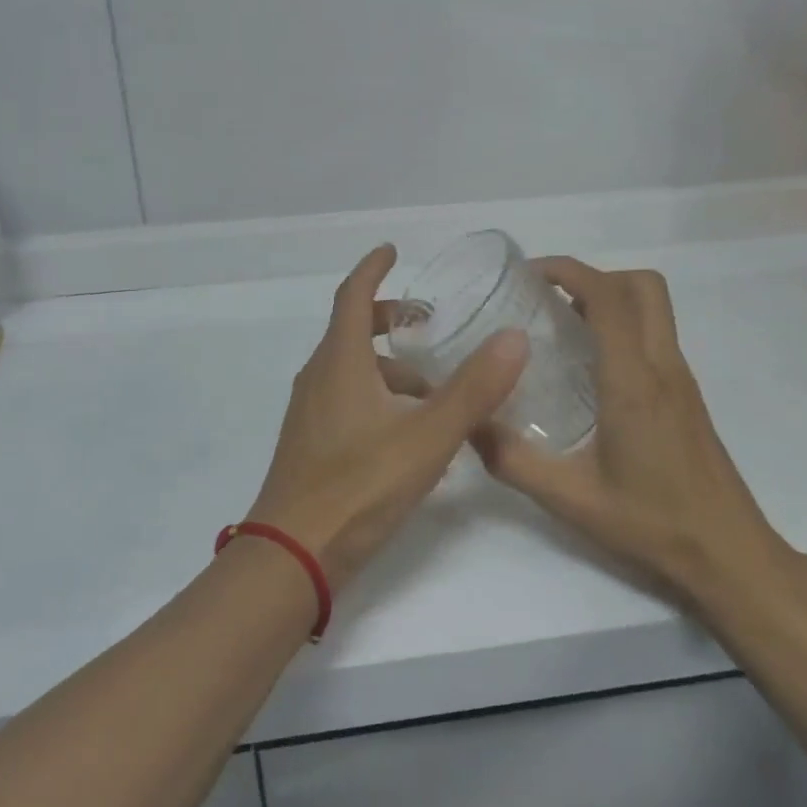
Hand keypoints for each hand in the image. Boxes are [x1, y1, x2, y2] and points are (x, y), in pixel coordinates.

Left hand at [245, 244, 528, 593]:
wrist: (292, 556)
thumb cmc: (359, 486)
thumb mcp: (427, 436)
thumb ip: (473, 389)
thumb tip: (514, 337)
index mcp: (340, 360)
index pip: (353, 295)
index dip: (373, 268)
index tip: (393, 250)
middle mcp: (319, 376)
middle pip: (353, 330)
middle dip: (389, 318)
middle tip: (428, 322)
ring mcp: (311, 411)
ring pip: (352, 368)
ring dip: (390, 366)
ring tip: (435, 390)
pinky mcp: (311, 442)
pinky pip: (348, 398)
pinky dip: (379, 395)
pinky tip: (410, 432)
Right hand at [470, 258, 798, 611]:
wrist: (731, 555)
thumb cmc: (653, 523)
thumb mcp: (572, 499)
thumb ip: (514, 462)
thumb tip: (469, 425)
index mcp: (634, 381)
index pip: (609, 297)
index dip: (569, 271)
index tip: (529, 275)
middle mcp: (663, 366)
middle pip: (642, 285)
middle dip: (594, 276)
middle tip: (550, 300)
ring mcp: (681, 378)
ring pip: (654, 307)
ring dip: (611, 298)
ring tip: (564, 327)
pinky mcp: (687, 394)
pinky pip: (655, 334)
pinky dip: (623, 325)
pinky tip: (590, 368)